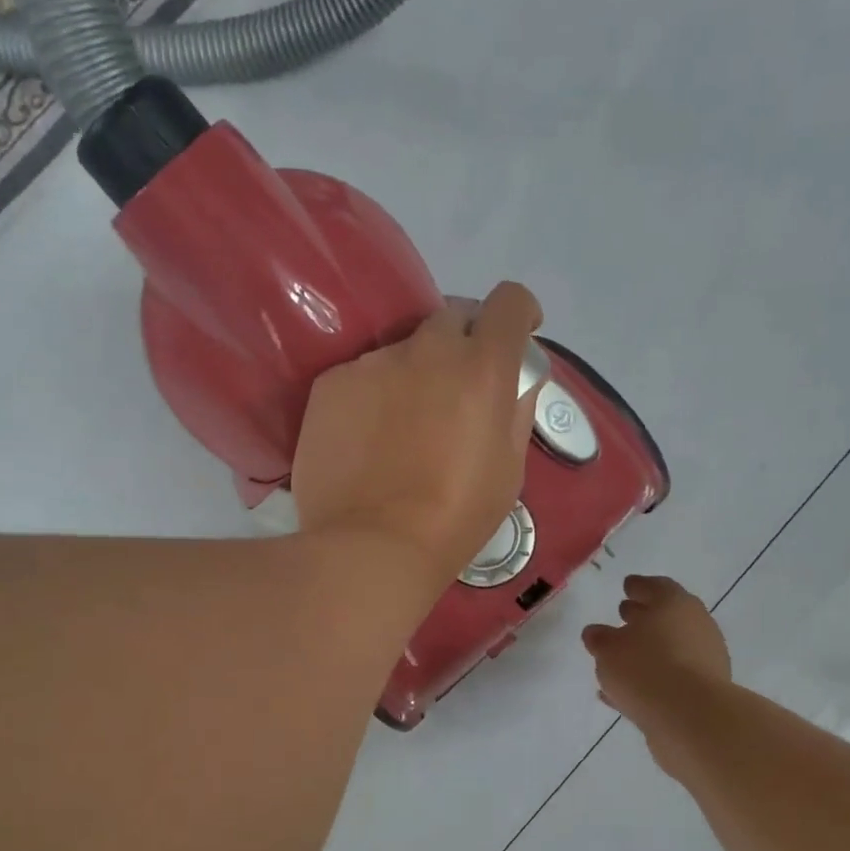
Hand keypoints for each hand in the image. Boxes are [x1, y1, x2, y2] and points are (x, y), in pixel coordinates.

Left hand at [293, 282, 541, 587]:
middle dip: (463, 343)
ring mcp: (373, 363)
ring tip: (401, 428)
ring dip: (412, 374)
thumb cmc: (454, 518)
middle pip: (451, 318)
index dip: (518, 313)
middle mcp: (427, 349)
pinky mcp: (331, 383)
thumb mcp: (509, 471)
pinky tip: (365, 441)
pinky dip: (371, 396)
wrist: (371, 548)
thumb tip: (515, 382)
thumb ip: (515, 412)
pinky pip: (361, 376)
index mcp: (482, 368)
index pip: (509, 302)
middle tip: (456, 389)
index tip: (517, 335)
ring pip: (401, 351)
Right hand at [583, 575, 732, 737]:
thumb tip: (596, 633)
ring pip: (670, 648)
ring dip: (649, 650)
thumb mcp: (608, 649)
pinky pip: (671, 678)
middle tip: (623, 615)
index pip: (655, 586)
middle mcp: (696, 626)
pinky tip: (626, 692)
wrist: (692, 719)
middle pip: (667, 615)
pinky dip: (651, 679)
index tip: (626, 587)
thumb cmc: (646, 669)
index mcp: (674, 604)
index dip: (638, 586)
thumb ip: (599, 638)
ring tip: (622, 658)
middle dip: (644, 615)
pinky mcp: (704, 691)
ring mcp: (704, 659)